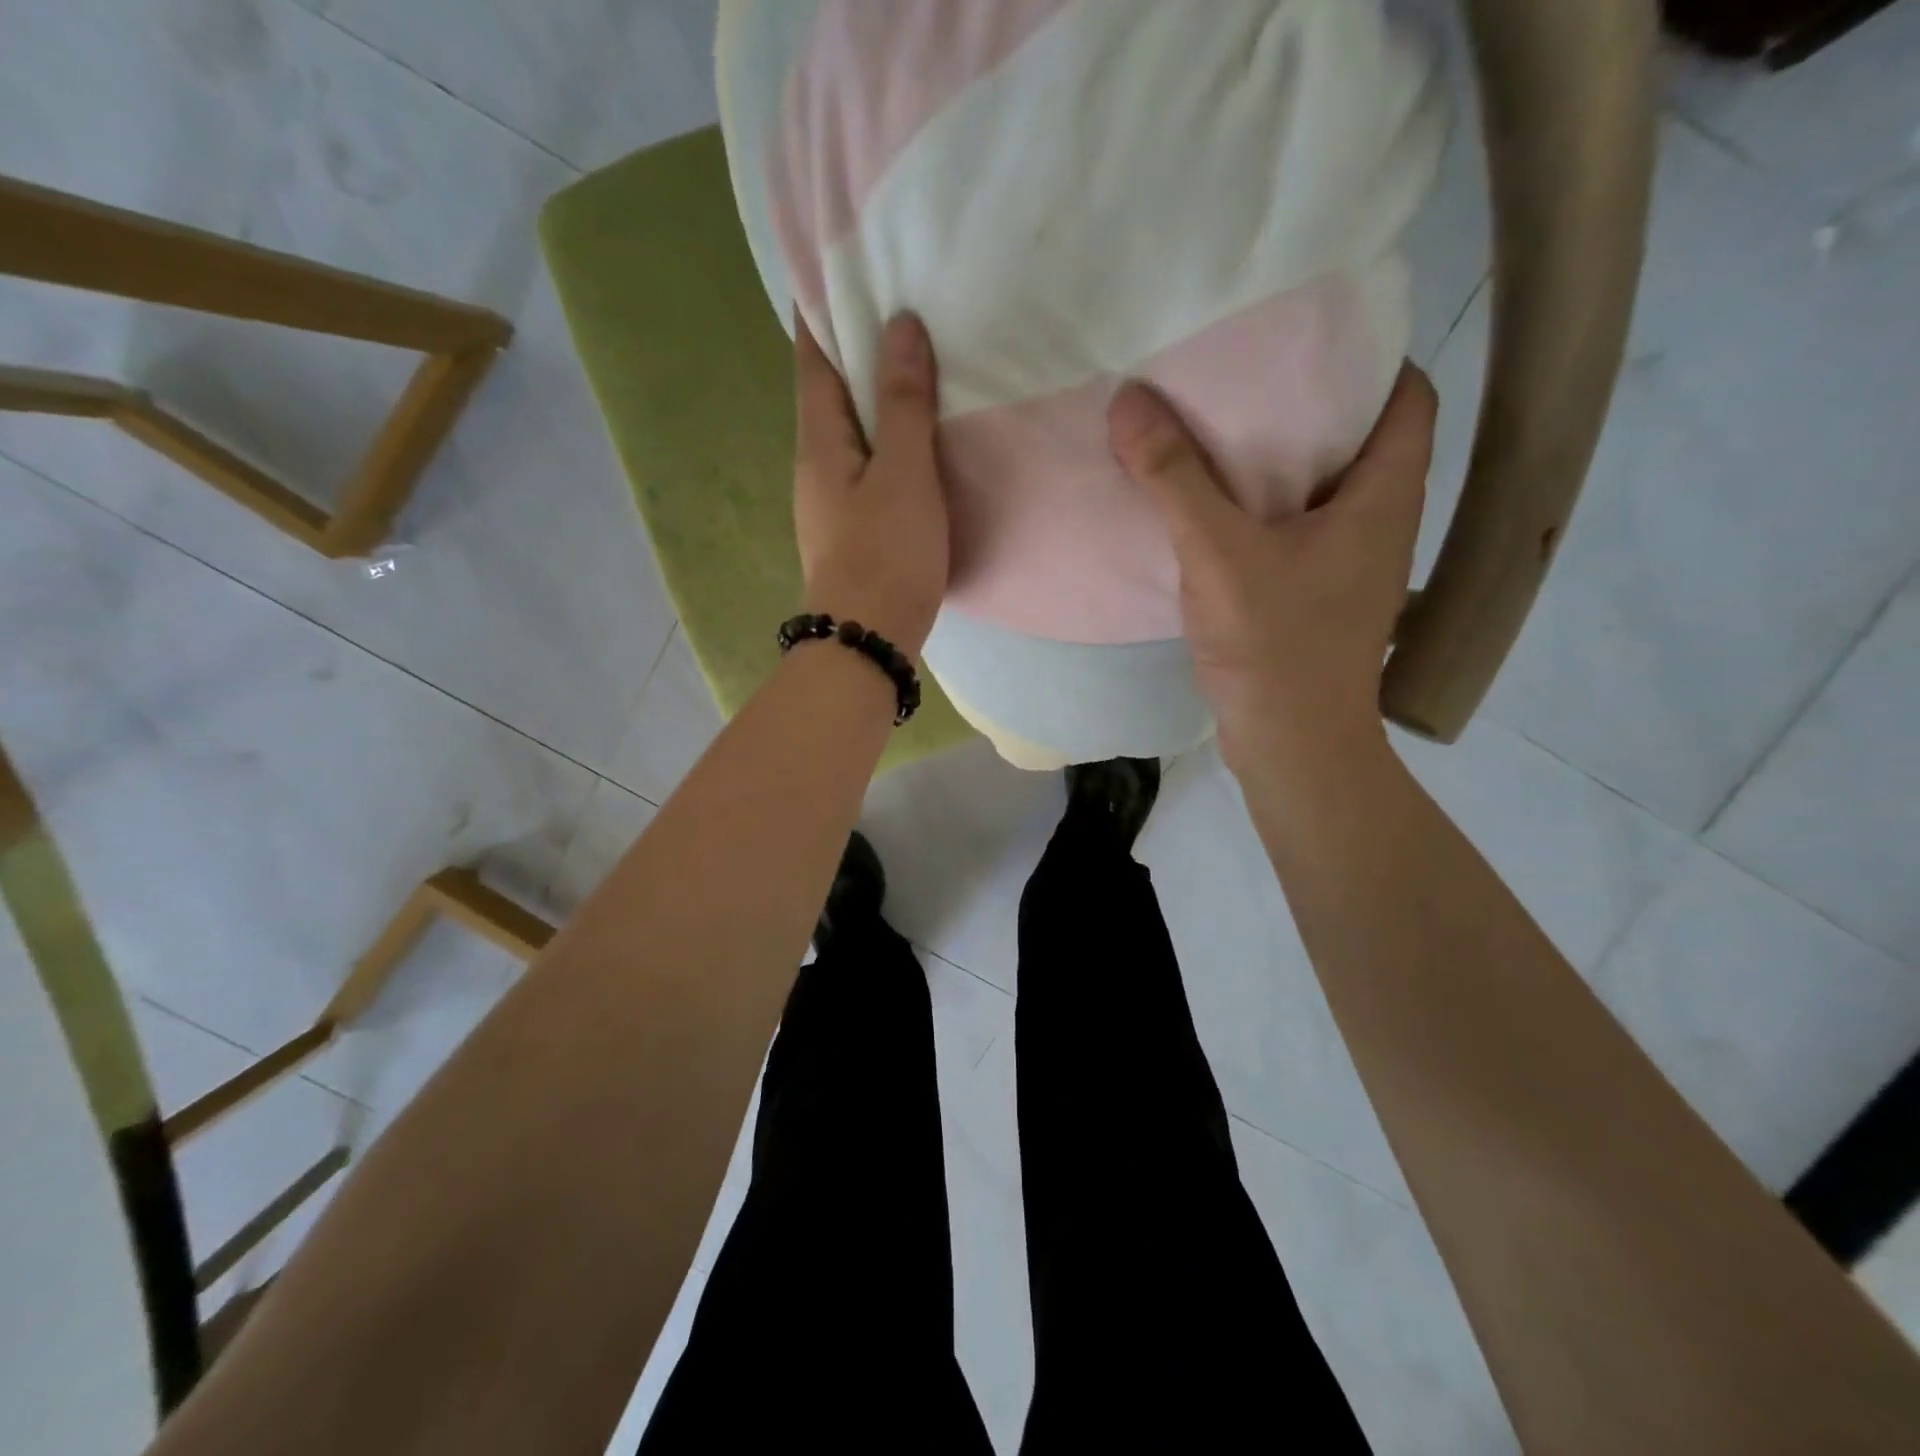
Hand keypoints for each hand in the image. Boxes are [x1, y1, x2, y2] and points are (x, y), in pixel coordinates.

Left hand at [793, 312, 948, 660]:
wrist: (868, 641)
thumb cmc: (885, 554)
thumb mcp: (903, 473)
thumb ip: (903, 403)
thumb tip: (900, 324)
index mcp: (818, 441)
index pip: (813, 357)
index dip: (822, 309)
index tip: (842, 265)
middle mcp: (816, 465)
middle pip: (829, 392)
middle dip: (853, 347)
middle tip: (894, 303)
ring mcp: (832, 500)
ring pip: (851, 431)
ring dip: (874, 395)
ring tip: (914, 362)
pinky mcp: (855, 528)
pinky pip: (869, 465)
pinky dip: (888, 439)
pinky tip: (917, 438)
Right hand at [1108, 364, 1436, 772]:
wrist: (1290, 743)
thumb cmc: (1273, 643)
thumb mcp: (1218, 551)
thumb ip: (1175, 477)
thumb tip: (1129, 399)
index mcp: (1384, 496)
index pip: (1407, 396)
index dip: (1370, 358)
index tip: (1309, 337)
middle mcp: (1381, 524)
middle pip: (1362, 440)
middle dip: (1311, 405)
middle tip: (1249, 376)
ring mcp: (1352, 567)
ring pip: (1326, 491)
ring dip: (1283, 462)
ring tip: (1223, 431)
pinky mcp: (1319, 599)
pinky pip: (1299, 532)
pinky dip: (1265, 511)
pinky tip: (1215, 509)